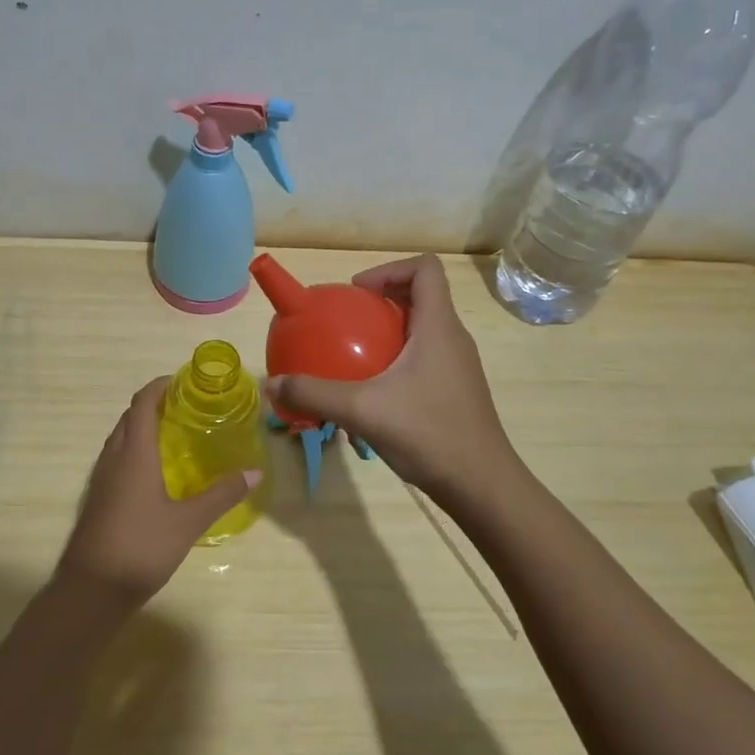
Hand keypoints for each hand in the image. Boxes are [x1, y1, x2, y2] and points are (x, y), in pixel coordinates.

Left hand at [55, 377, 260, 608]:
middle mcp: (113, 458)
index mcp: (133, 453)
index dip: (160, 386)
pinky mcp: (97, 499)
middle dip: (154, 405)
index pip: (142, 403)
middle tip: (186, 408)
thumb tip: (255, 473)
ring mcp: (101, 479)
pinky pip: (116, 460)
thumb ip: (222, 494)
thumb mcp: (188, 522)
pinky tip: (156, 474)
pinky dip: (135, 451)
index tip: (184, 381)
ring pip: (120, 439)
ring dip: (142, 428)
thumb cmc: (141, 547)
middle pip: (129, 418)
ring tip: (175, 435)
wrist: (90, 591)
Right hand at [266, 255, 520, 504]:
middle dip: (381, 302)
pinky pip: (423, 358)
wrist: (481, 486)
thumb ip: (315, 394)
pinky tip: (372, 394)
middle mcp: (452, 338)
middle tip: (346, 324)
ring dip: (387, 334)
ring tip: (353, 357)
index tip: (358, 294)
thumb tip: (272, 384)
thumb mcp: (363, 411)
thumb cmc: (429, 434)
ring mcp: (457, 366)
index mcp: (438, 326)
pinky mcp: (455, 390)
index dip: (389, 269)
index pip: (425, 268)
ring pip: (421, 330)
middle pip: (420, 297)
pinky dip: (396, 361)